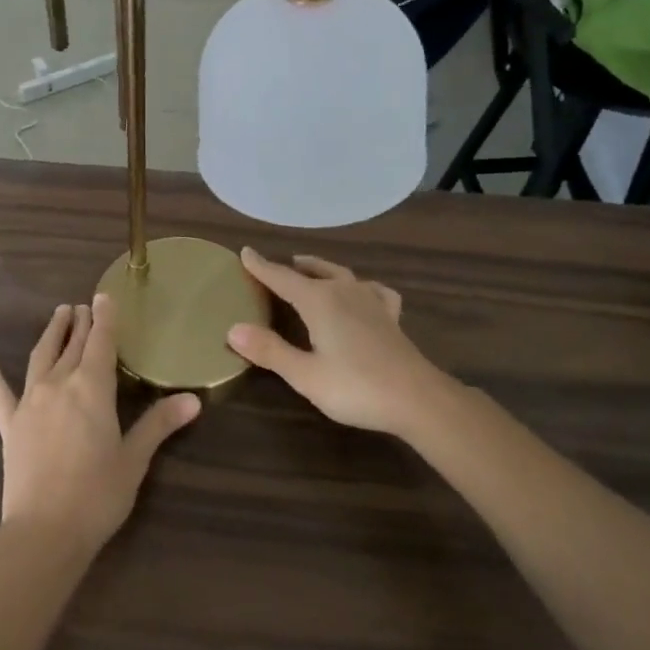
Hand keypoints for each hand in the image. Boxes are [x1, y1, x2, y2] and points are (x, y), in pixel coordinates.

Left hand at [0, 296, 200, 555]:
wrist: (44, 532)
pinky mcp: (10, 423)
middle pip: (73, 345)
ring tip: (59, 314)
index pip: (101, 343)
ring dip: (52, 333)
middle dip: (81, 323)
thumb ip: (159, 424)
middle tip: (85, 305)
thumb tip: (193, 400)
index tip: (104, 296)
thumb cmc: (98, 496)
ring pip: (41, 356)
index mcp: (92, 389)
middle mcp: (59, 384)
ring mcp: (30, 402)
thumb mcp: (135, 460)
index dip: (104, 318)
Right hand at [226, 249, 449, 437]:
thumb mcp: (305, 375)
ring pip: (341, 274)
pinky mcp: (389, 316)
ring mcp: (370, 301)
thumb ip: (270, 351)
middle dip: (292, 267)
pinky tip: (363, 292)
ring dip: (322, 270)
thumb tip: (233, 329)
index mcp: (319, 301)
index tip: (245, 251)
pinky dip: (361, 286)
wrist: (417, 398)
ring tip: (311, 269)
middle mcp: (343, 291)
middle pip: (312, 271)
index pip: (281, 277)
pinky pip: (372, 290)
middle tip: (277, 266)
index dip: (261, 266)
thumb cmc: (356, 387)